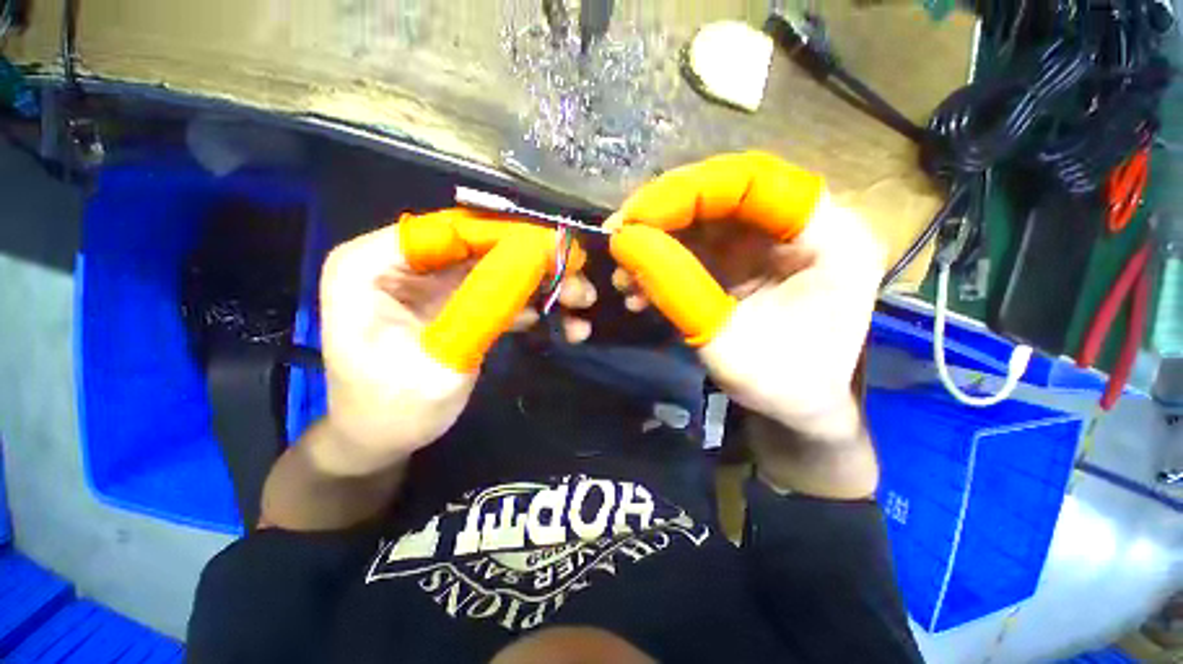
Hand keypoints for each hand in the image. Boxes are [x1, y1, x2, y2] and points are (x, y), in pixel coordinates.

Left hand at [316, 209, 591, 474]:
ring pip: (501, 269)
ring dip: (543, 285)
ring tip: (582, 304)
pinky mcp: (458, 303)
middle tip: (580, 282)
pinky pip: (502, 294)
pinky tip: (567, 325)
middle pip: (484, 247)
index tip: (559, 251)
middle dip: (536, 264)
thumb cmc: (393, 411)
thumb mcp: (440, 363)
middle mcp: (406, 263)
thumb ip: (483, 309)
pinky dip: (535, 306)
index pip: (452, 230)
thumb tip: (533, 262)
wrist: (381, 441)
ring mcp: (435, 283)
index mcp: (374, 264)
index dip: (510, 237)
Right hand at [609, 152, 885, 441]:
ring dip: (657, 243)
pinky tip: (639, 291)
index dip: (689, 191)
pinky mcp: (744, 261)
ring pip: (703, 221)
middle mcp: (802, 226)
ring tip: (622, 276)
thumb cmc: (784, 385)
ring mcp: (769, 242)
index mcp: (829, 237)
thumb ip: (678, 290)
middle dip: (663, 216)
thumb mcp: (729, 344)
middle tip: (618, 238)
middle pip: (723, 194)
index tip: (636, 216)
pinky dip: (664, 264)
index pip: (754, 183)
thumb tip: (626, 244)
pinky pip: (698, 248)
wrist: (799, 409)